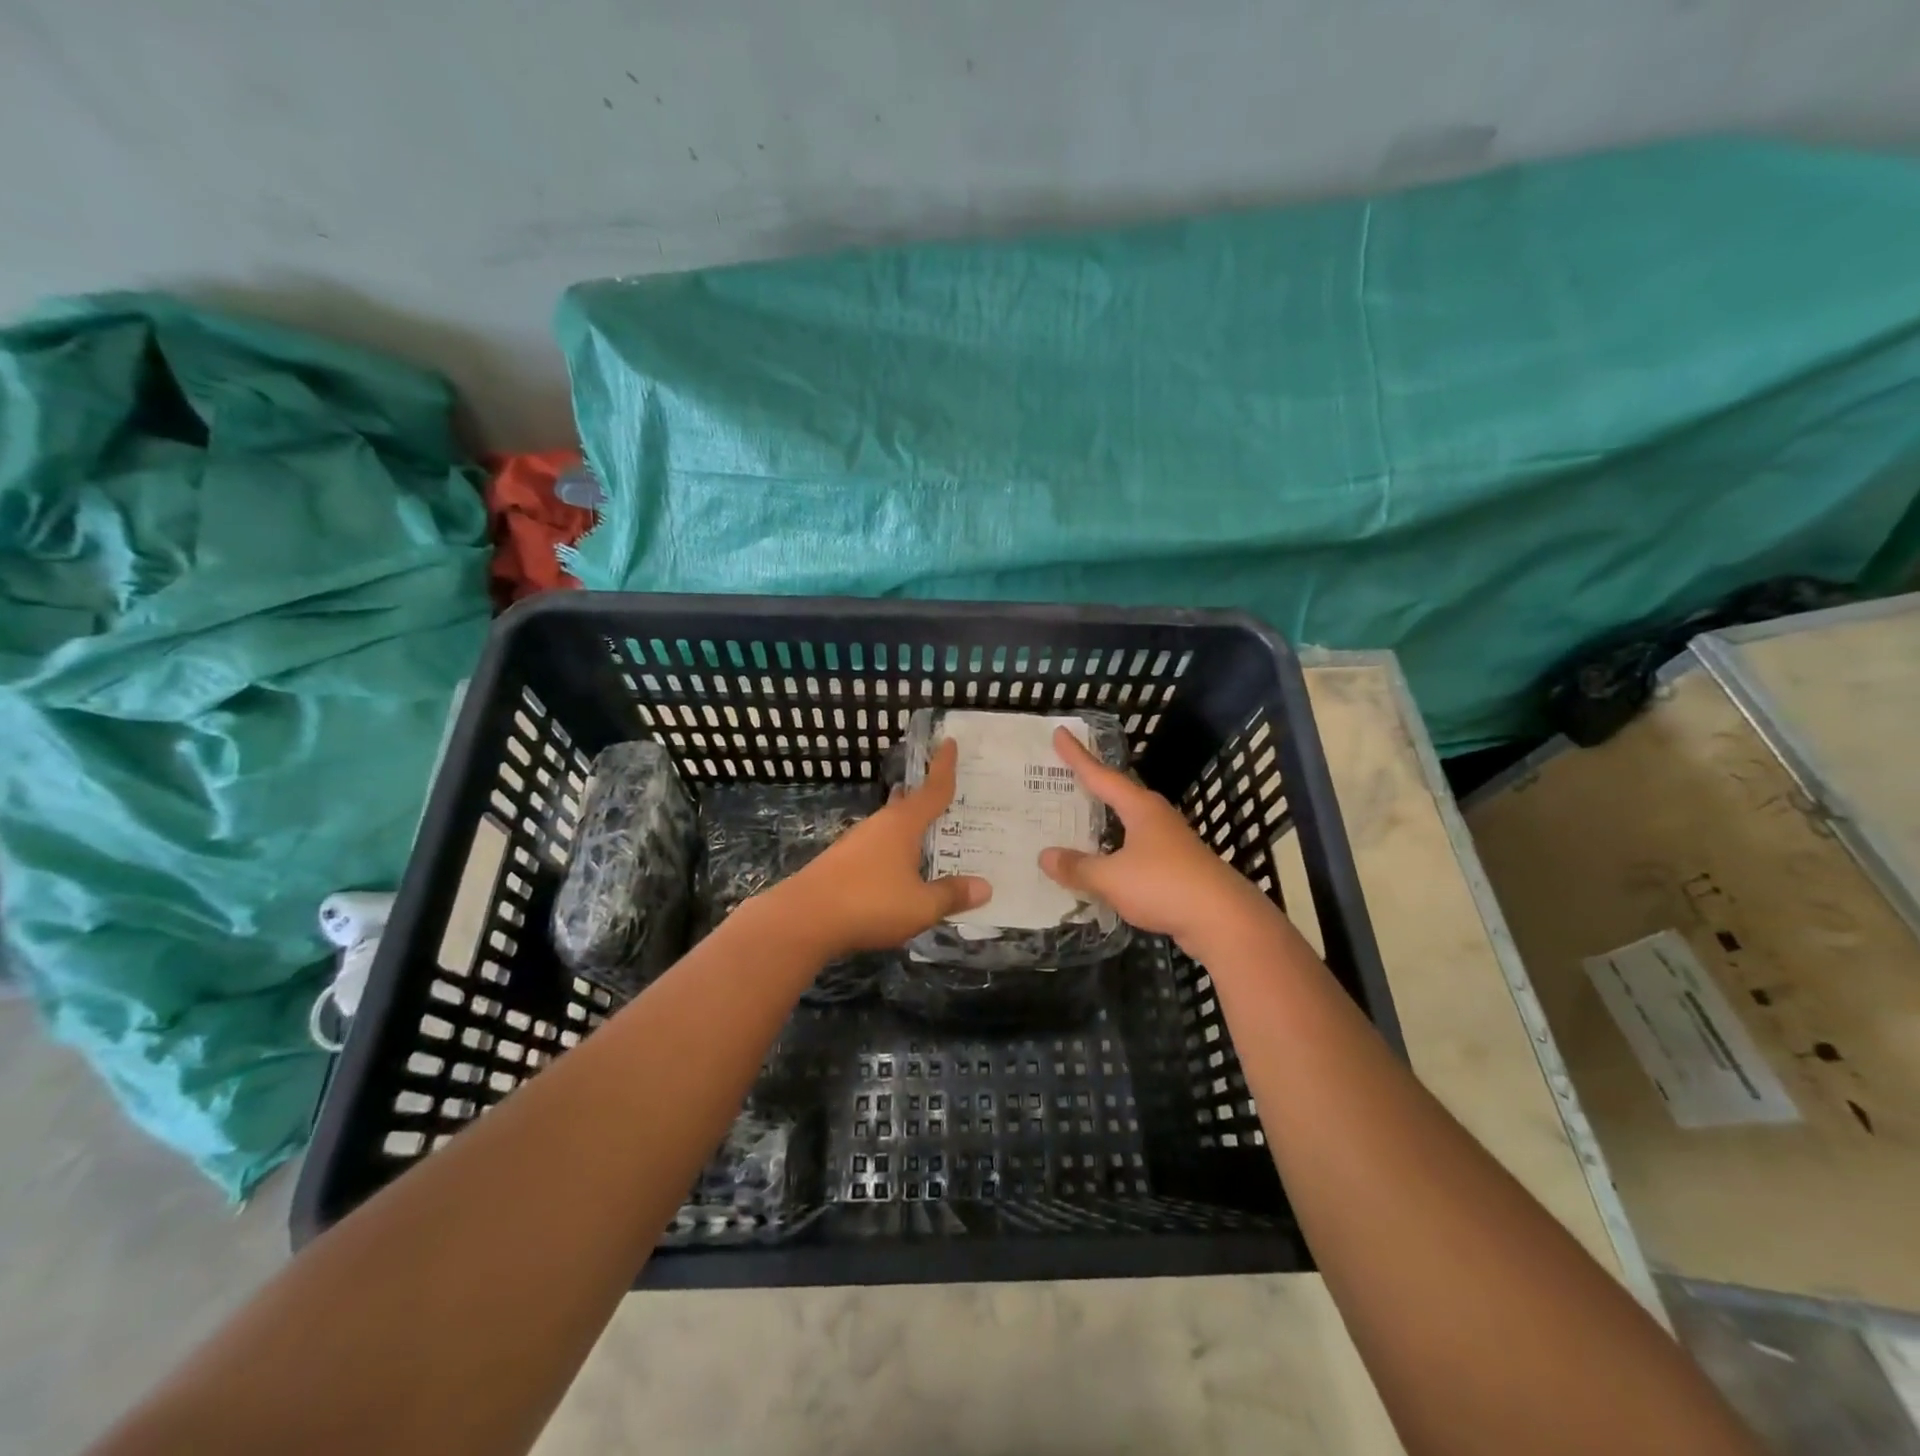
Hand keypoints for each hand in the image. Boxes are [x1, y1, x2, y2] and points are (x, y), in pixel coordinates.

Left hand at [769, 739, 990, 960]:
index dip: (944, 766)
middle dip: (927, 799)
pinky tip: (900, 869)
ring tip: (931, 836)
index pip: (932, 789)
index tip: (949, 741)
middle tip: (951, 797)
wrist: (803, 919)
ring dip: (910, 828)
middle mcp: (880, 825)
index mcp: (903, 824)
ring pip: (892, 827)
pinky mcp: (841, 863)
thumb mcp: (921, 905)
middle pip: (909, 804)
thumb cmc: (870, 903)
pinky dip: (895, 850)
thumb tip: (985, 887)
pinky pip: (879, 848)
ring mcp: (856, 842)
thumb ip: (952, 895)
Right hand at [1039, 726, 1269, 950]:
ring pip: (1127, 824)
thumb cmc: (1165, 885)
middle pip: (1117, 794)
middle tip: (1063, 774)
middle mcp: (1155, 818)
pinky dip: (1113, 851)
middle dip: (1091, 785)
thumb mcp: (1112, 877)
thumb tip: (1045, 856)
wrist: (1224, 921)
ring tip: (1077, 818)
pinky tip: (1102, 862)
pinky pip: (1134, 851)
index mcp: (1140, 808)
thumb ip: (1078, 867)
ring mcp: (1169, 843)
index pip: (1101, 775)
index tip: (1060, 733)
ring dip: (1103, 821)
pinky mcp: (1175, 868)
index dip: (1078, 756)